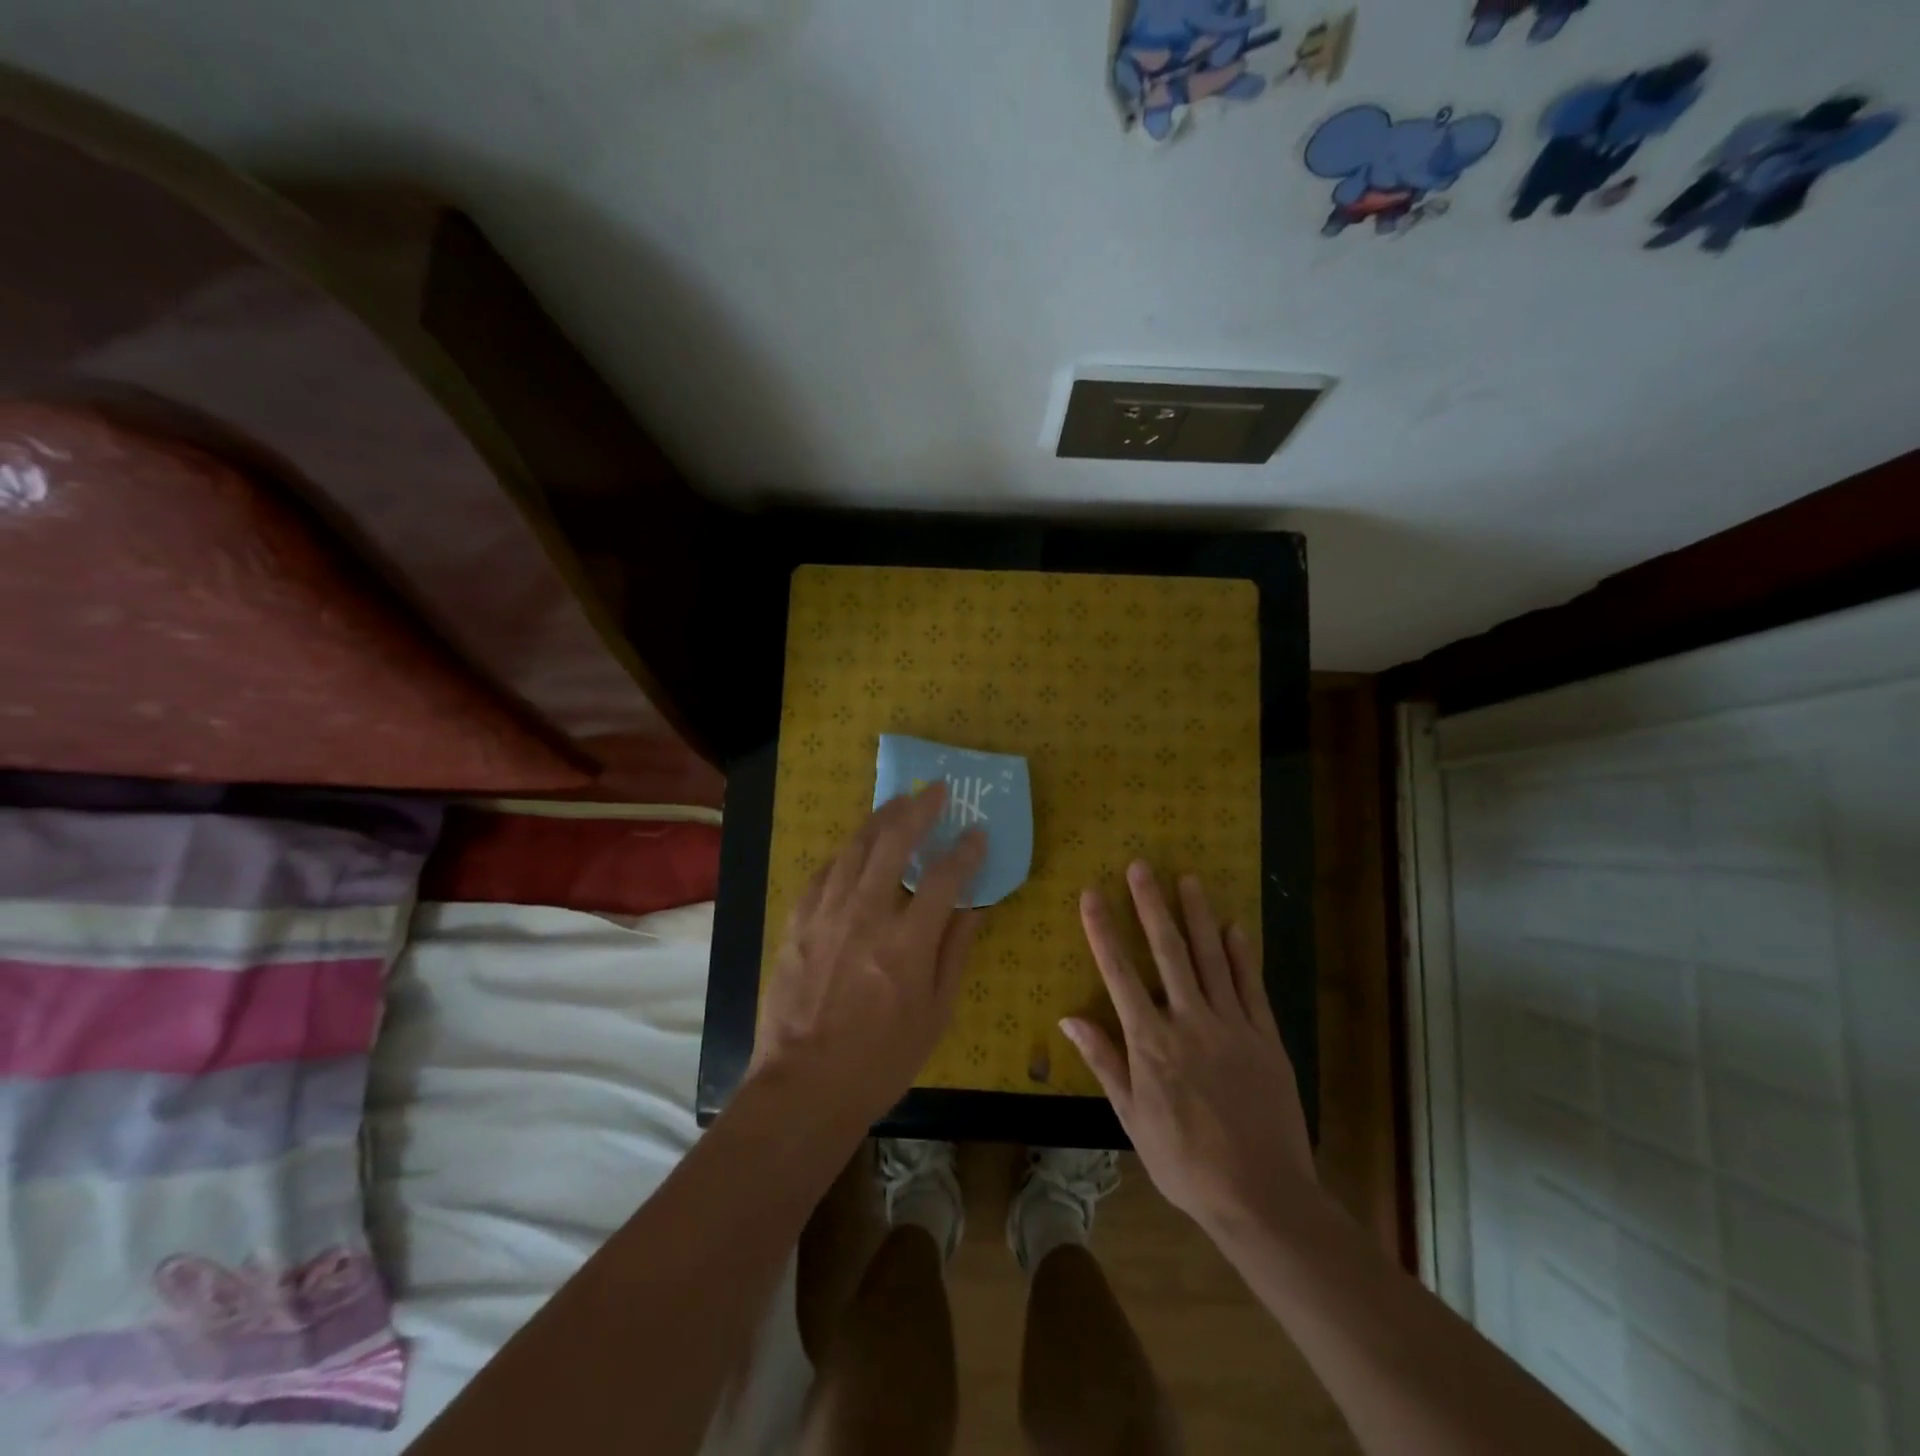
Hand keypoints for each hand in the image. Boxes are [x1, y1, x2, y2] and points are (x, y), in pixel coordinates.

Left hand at [751, 782, 986, 1127]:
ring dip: (880, 819)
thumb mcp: (935, 1014)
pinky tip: (855, 848)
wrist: (804, 1085)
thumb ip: (955, 953)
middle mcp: (865, 916)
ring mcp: (825, 915)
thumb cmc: (881, 1059)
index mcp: (906, 943)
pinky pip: (824, 873)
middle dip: (918, 810)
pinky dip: (845, 853)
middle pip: (893, 843)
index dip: (965, 851)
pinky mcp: (798, 923)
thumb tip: (973, 907)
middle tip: (934, 791)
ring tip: (897, 802)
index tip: (977, 833)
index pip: (943, 878)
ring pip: (854, 848)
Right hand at [1064, 862, 1314, 1232]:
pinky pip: (1251, 987)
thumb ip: (1104, 1062)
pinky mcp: (1266, 1038)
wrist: (1262, 1197)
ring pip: (1211, 958)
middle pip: (1167, 952)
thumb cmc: (1186, 1162)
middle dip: (1151, 905)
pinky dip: (1241, 955)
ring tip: (1187, 879)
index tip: (1092, 893)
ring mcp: (1232, 1026)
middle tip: (1142, 866)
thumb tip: (1069, 1017)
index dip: (1103, 930)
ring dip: (1197, 916)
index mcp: (1151, 1043)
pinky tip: (1234, 927)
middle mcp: (1189, 1022)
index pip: (1119, 973)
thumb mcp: (1132, 1119)